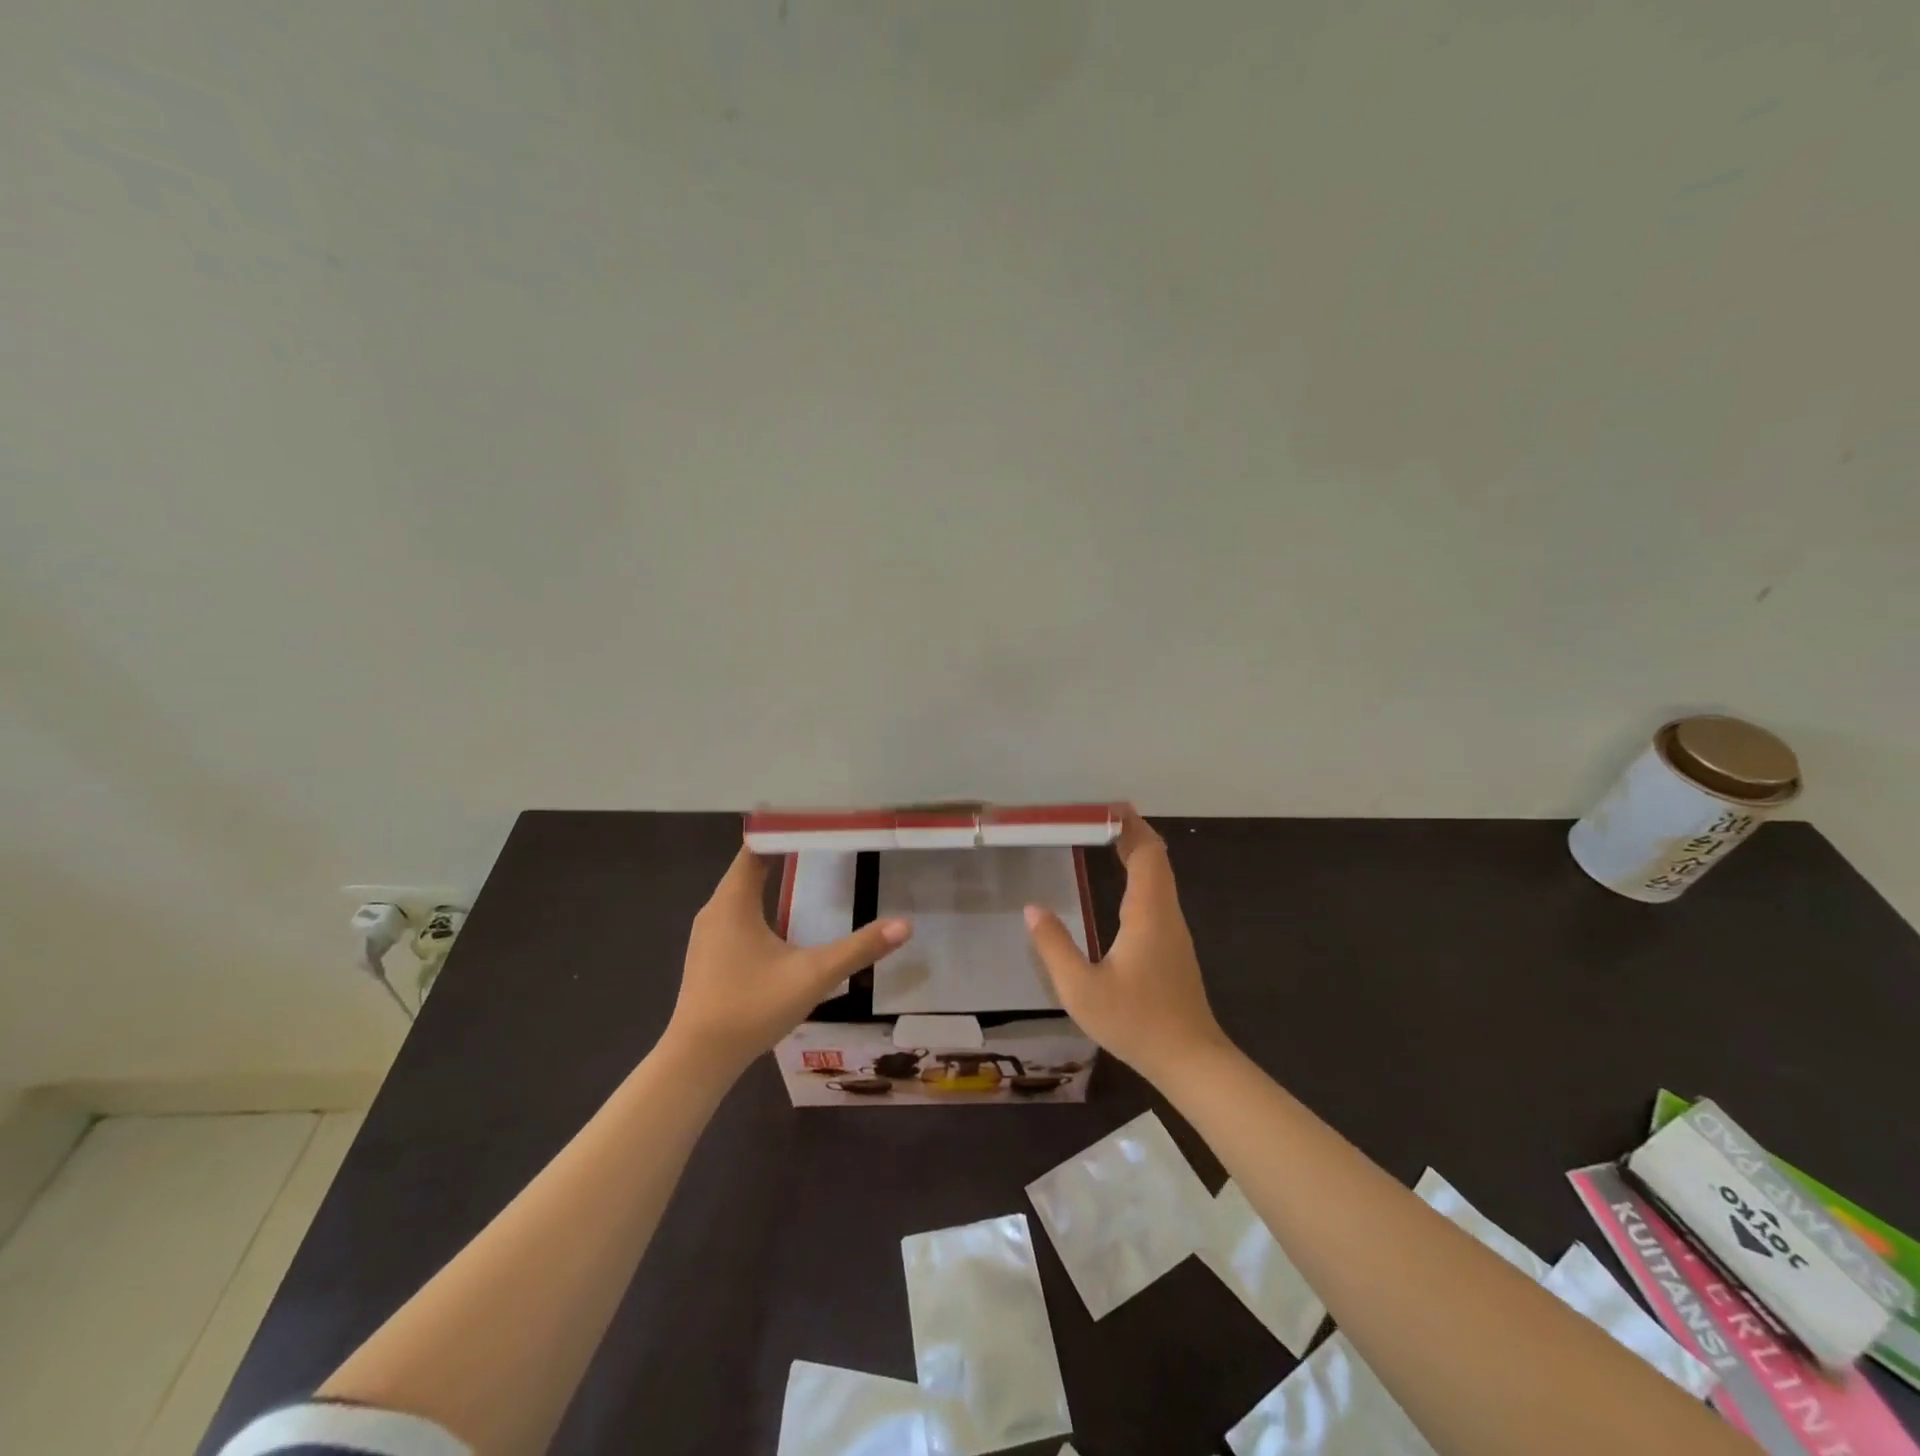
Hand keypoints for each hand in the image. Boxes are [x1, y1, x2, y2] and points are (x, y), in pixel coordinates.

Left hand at [666, 845, 912, 1075]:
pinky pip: (737, 914)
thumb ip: (859, 948)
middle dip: (786, 853)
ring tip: (811, 874)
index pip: (756, 847)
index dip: (785, 831)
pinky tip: (786, 921)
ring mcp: (708, 933)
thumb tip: (905, 925)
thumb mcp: (813, 976)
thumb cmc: (751, 1007)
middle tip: (826, 845)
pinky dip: (762, 905)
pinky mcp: (709, 955)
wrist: (697, 1060)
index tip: (818, 823)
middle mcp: (716, 909)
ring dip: (773, 880)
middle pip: (750, 866)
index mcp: (734, 901)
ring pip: (742, 893)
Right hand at [1024, 809, 1231, 1083]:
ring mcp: (1174, 931)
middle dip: (1129, 833)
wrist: (1191, 1060)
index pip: (1147, 853)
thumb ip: (1054, 946)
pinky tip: (1117, 889)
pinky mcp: (1173, 948)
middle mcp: (1166, 914)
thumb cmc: (1136, 1022)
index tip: (1103, 808)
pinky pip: (1156, 897)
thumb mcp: (1081, 989)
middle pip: (1155, 859)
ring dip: (1135, 854)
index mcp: (1147, 913)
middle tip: (1093, 819)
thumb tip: (1032, 908)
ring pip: (1159, 878)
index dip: (1129, 826)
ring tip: (1102, 842)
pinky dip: (1138, 877)